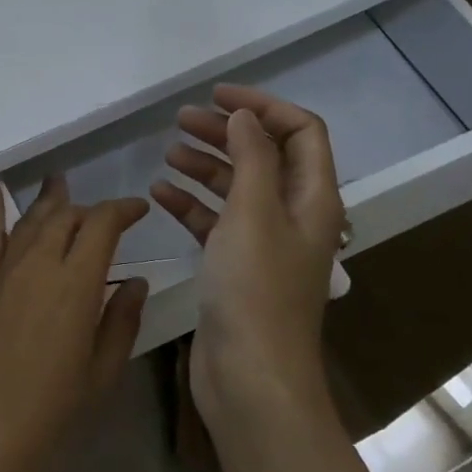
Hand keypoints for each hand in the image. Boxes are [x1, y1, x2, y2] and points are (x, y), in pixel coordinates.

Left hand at [0, 175, 149, 471]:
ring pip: (30, 219)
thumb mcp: (101, 372)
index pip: (102, 225)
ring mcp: (3, 271)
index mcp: (76, 283)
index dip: (122, 210)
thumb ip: (120, 320)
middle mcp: (38, 263)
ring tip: (59, 182)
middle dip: (89, 210)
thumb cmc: (52, 413)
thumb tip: (136, 282)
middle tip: (105, 219)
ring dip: (49, 201)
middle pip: (66, 216)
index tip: (139, 209)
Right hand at [151, 86, 346, 437]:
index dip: (263, 106)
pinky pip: (214, 222)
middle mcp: (292, 216)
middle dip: (226, 132)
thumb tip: (246, 116)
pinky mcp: (234, 267)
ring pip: (235, 188)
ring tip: (167, 152)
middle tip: (181, 118)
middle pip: (264, 156)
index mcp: (312, 198)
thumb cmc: (255, 289)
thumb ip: (251, 157)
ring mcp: (263, 244)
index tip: (217, 95)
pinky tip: (159, 193)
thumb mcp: (253, 212)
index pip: (300, 132)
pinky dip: (190, 204)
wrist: (249, 376)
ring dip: (204, 165)